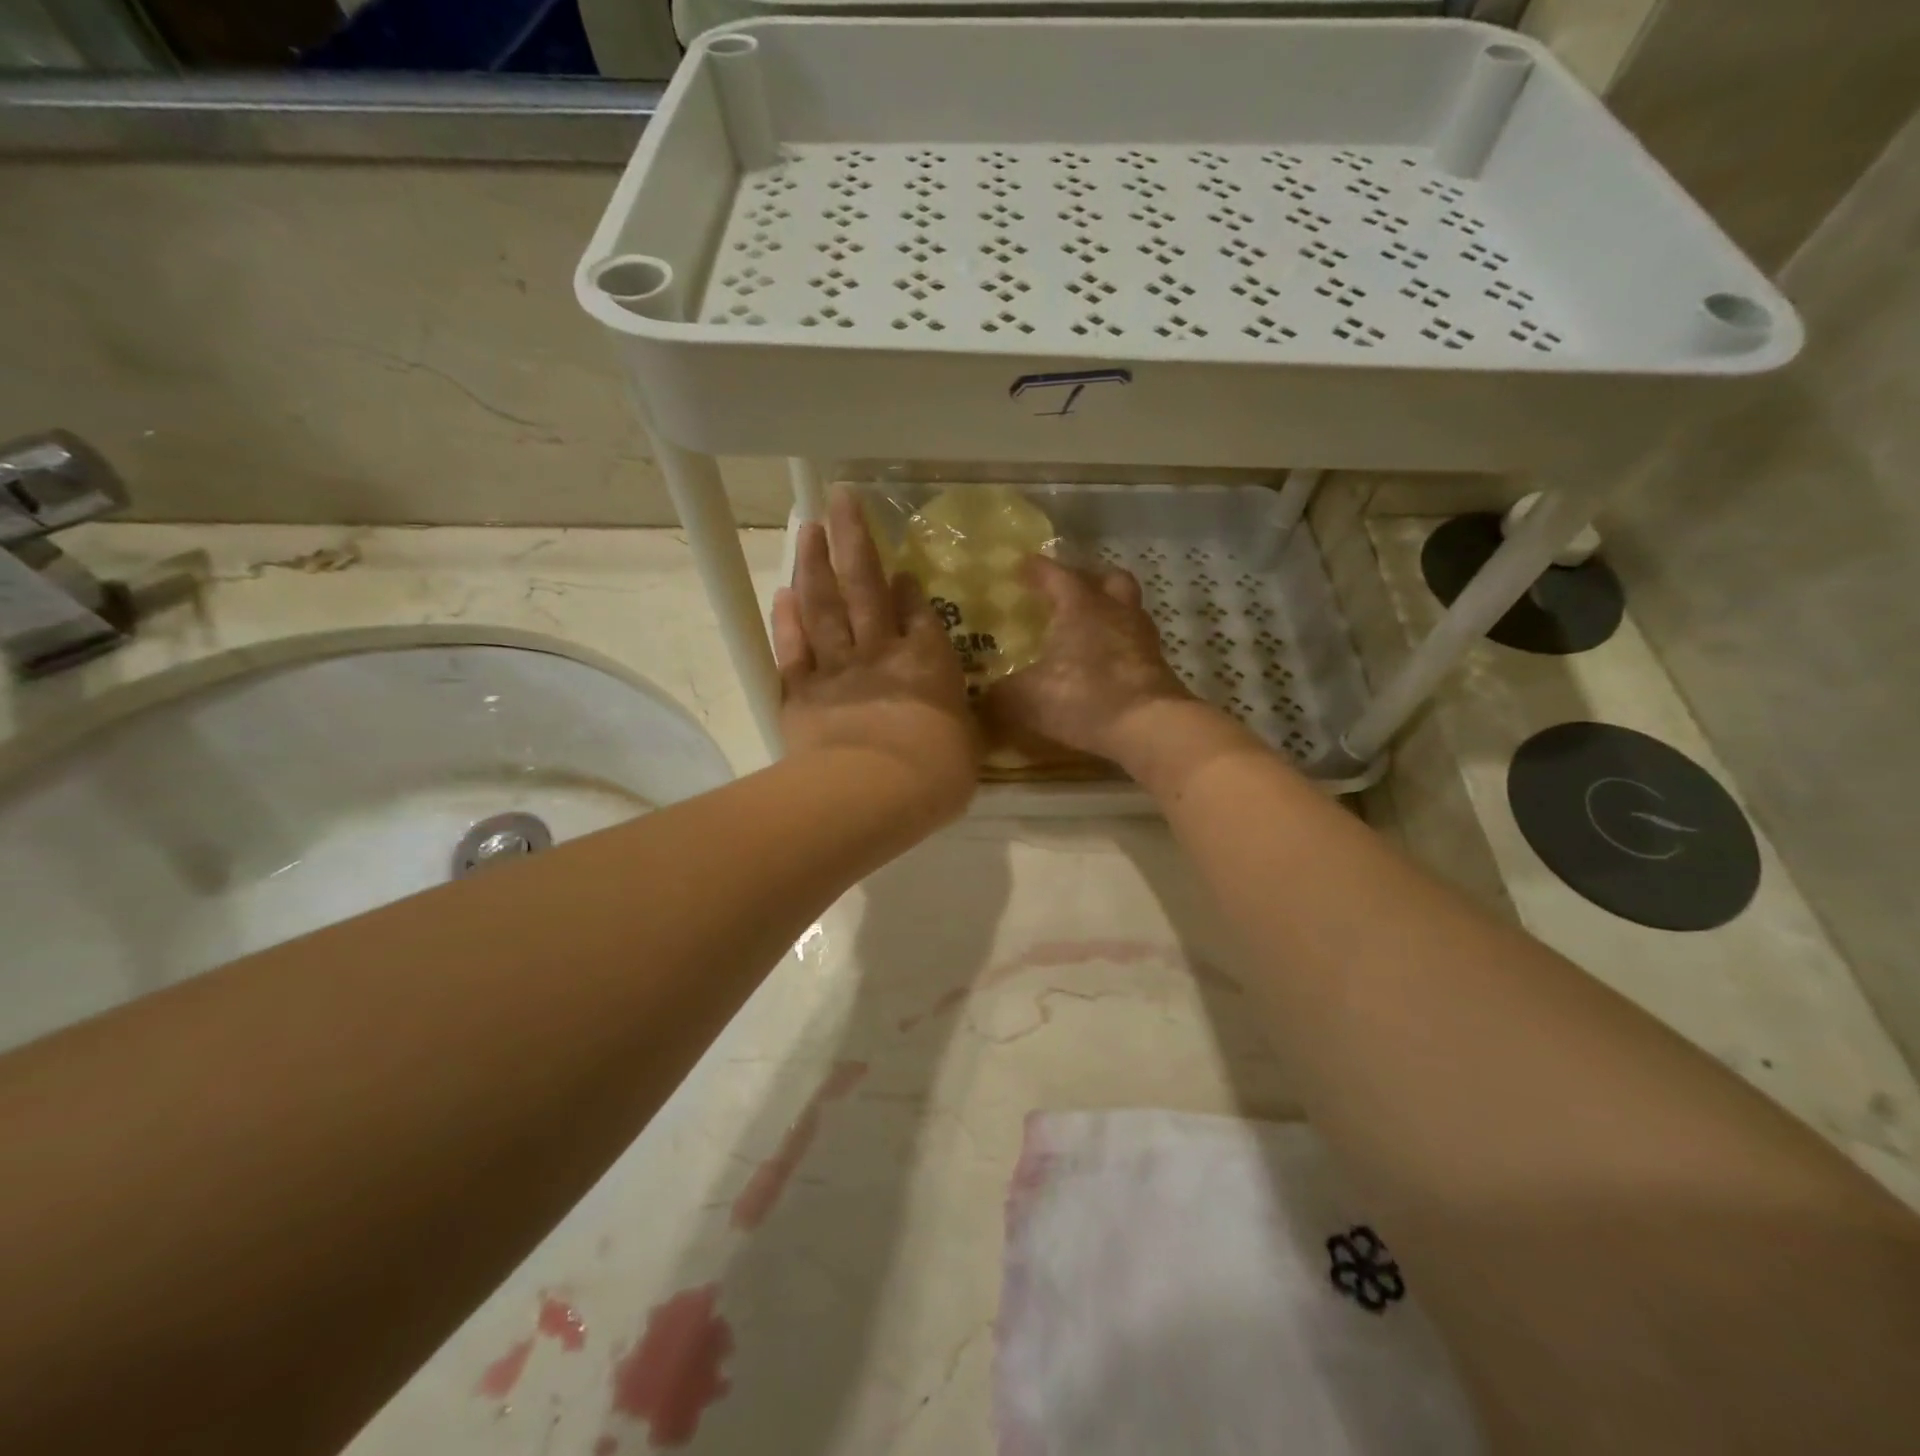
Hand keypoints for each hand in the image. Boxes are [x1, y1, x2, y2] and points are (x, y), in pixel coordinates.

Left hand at [772, 489, 978, 814]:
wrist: (877, 791)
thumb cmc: (937, 774)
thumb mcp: (967, 746)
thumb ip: (957, 721)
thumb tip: (954, 716)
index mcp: (927, 662)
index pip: (917, 613)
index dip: (907, 588)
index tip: (900, 569)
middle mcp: (880, 652)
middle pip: (863, 586)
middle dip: (853, 539)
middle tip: (839, 498)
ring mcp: (837, 669)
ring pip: (823, 606)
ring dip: (814, 564)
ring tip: (808, 528)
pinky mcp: (801, 693)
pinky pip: (793, 649)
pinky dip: (787, 620)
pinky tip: (783, 593)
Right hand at [982, 555, 1196, 762]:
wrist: (1149, 726)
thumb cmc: (1083, 698)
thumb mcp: (1027, 699)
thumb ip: (1000, 694)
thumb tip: (982, 695)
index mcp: (1080, 606)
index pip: (1056, 574)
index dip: (1037, 569)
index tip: (1022, 566)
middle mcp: (1116, 611)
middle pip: (1108, 579)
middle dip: (1089, 579)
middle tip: (1069, 591)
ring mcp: (1142, 638)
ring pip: (1128, 609)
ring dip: (1109, 612)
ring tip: (1089, 629)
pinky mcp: (1158, 666)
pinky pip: (1135, 643)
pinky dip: (1120, 646)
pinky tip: (1105, 664)